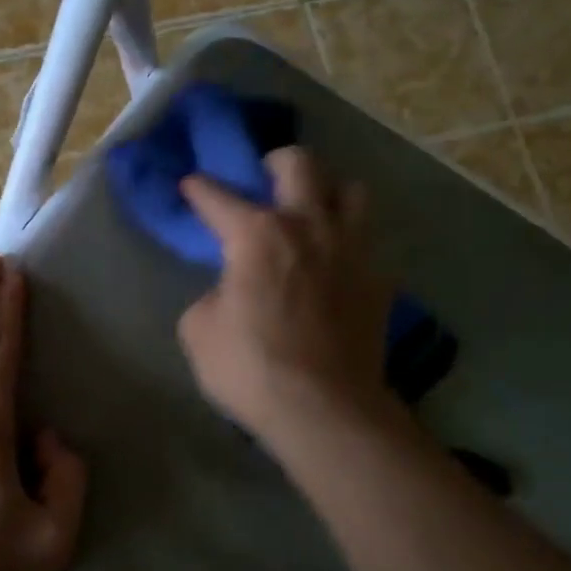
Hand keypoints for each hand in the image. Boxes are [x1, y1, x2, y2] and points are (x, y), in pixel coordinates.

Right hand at [177, 147, 394, 440]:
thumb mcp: (199, 331)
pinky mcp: (378, 280)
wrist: (324, 409)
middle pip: (301, 164)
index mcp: (258, 233)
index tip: (192, 184)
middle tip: (266, 177)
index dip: (200, 189)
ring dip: (329, 192)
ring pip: (352, 191)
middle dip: (277, 161)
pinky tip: (337, 264)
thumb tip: (229, 292)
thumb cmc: (251, 368)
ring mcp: (351, 250)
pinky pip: (368, 243)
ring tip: (314, 212)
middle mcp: (309, 226)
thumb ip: (210, 297)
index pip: (219, 197)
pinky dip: (350, 244)